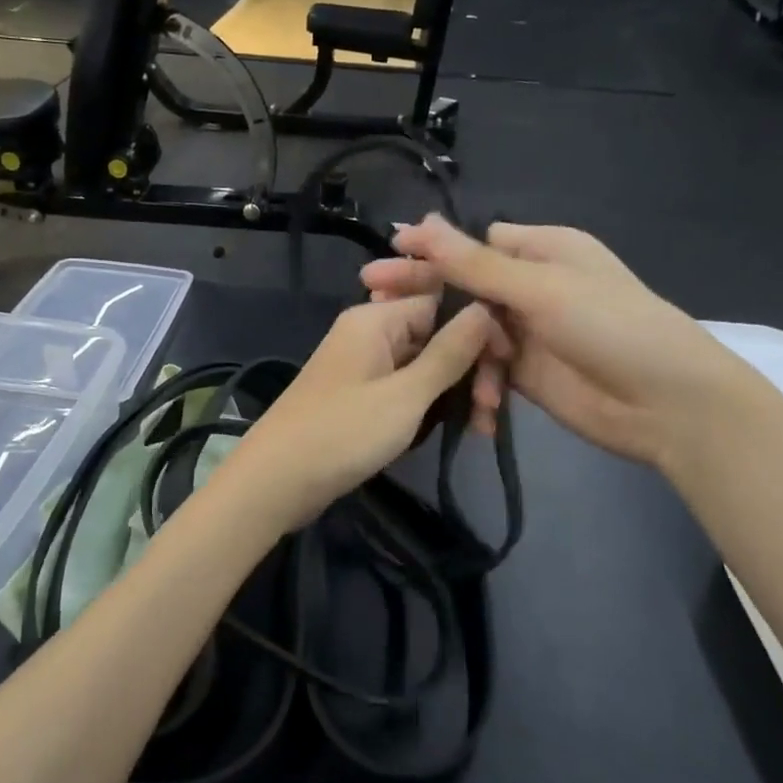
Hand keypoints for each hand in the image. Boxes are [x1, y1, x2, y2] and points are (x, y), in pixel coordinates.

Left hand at [210, 294, 494, 532]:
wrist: (276, 481)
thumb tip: (485, 306)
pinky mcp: (361, 394)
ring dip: (455, 390)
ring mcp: (363, 364)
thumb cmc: (342, 433)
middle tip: (491, 411)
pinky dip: (430, 404)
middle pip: (436, 333)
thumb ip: (449, 352)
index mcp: (376, 318)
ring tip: (481, 427)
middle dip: (469, 367)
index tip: (507, 363)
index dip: (479, 327)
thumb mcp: (406, 395)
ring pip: (425, 364)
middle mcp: (369, 331)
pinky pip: (407, 386)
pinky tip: (456, 427)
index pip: (442, 301)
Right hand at [360, 217, 767, 470]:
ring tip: (425, 366)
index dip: (431, 250)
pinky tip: (475, 405)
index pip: (474, 243)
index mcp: (542, 250)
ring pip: (468, 331)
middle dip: (424, 295)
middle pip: (464, 285)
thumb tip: (420, 223)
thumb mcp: (539, 289)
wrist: (668, 405)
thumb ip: (474, 264)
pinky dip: (477, 384)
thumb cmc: (610, 327)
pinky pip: (484, 370)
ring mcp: (527, 332)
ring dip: (453, 350)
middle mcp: (532, 286)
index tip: (386, 256)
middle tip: (371, 299)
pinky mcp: (525, 374)